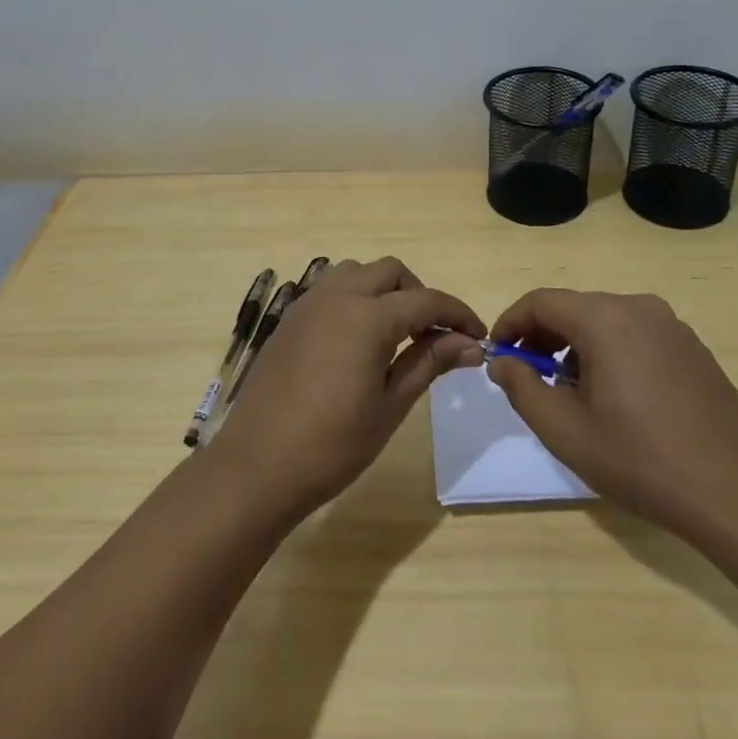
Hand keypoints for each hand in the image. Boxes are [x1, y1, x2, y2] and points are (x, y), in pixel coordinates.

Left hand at [208, 258, 483, 518]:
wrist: (258, 466)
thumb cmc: (332, 444)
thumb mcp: (390, 405)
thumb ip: (429, 362)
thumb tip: (470, 344)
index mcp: (367, 316)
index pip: (426, 300)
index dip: (458, 315)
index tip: (479, 337)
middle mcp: (337, 296)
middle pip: (390, 272)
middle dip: (420, 295)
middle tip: (435, 335)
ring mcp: (308, 305)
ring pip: (356, 273)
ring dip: (384, 290)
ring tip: (396, 333)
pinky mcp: (289, 320)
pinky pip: (330, 290)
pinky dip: (355, 299)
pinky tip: (358, 340)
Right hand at [485, 289, 737, 535]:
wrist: (736, 492)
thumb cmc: (640, 460)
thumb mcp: (565, 430)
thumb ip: (522, 388)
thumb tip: (503, 361)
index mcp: (605, 318)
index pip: (540, 302)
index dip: (511, 324)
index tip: (498, 356)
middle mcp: (639, 307)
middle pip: (574, 308)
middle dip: (543, 339)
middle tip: (530, 380)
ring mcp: (671, 325)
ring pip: (605, 322)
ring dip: (576, 348)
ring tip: (572, 395)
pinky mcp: (692, 347)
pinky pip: (635, 336)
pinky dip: (610, 353)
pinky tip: (616, 399)